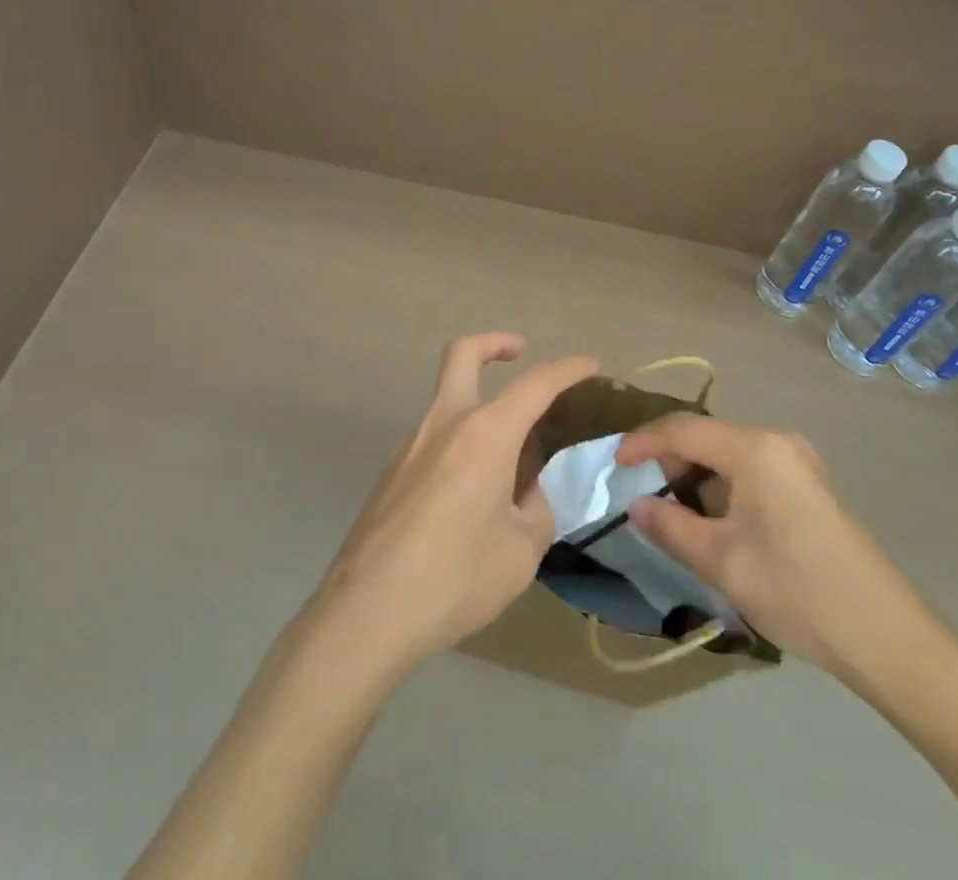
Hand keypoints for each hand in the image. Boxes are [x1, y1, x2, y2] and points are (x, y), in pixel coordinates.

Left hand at [302, 333, 599, 686]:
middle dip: (494, 343)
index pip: (536, 384)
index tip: (591, 366)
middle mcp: (444, 425)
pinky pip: (432, 446)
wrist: (366, 613)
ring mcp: (409, 447)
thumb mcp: (520, 553)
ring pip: (447, 404)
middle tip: (519, 352)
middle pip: (463, 354)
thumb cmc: (455, 578)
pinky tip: (465, 506)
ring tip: (505, 471)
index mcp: (485, 434)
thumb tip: (529, 496)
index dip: (568, 369)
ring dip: (478, 412)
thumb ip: (535, 513)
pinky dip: (457, 451)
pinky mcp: (389, 475)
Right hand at [615, 416, 933, 683]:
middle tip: (644, 497)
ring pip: (727, 454)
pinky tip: (716, 522)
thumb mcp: (722, 563)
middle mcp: (777, 441)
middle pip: (706, 436)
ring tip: (677, 515)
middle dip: (669, 462)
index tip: (613, 464)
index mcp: (755, 449)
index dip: (642, 443)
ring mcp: (798, 461)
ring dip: (696, 477)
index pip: (682, 429)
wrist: (888, 637)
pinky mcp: (809, 484)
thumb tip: (635, 506)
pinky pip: (750, 469)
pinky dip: (723, 486)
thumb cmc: (798, 591)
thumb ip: (670, 526)